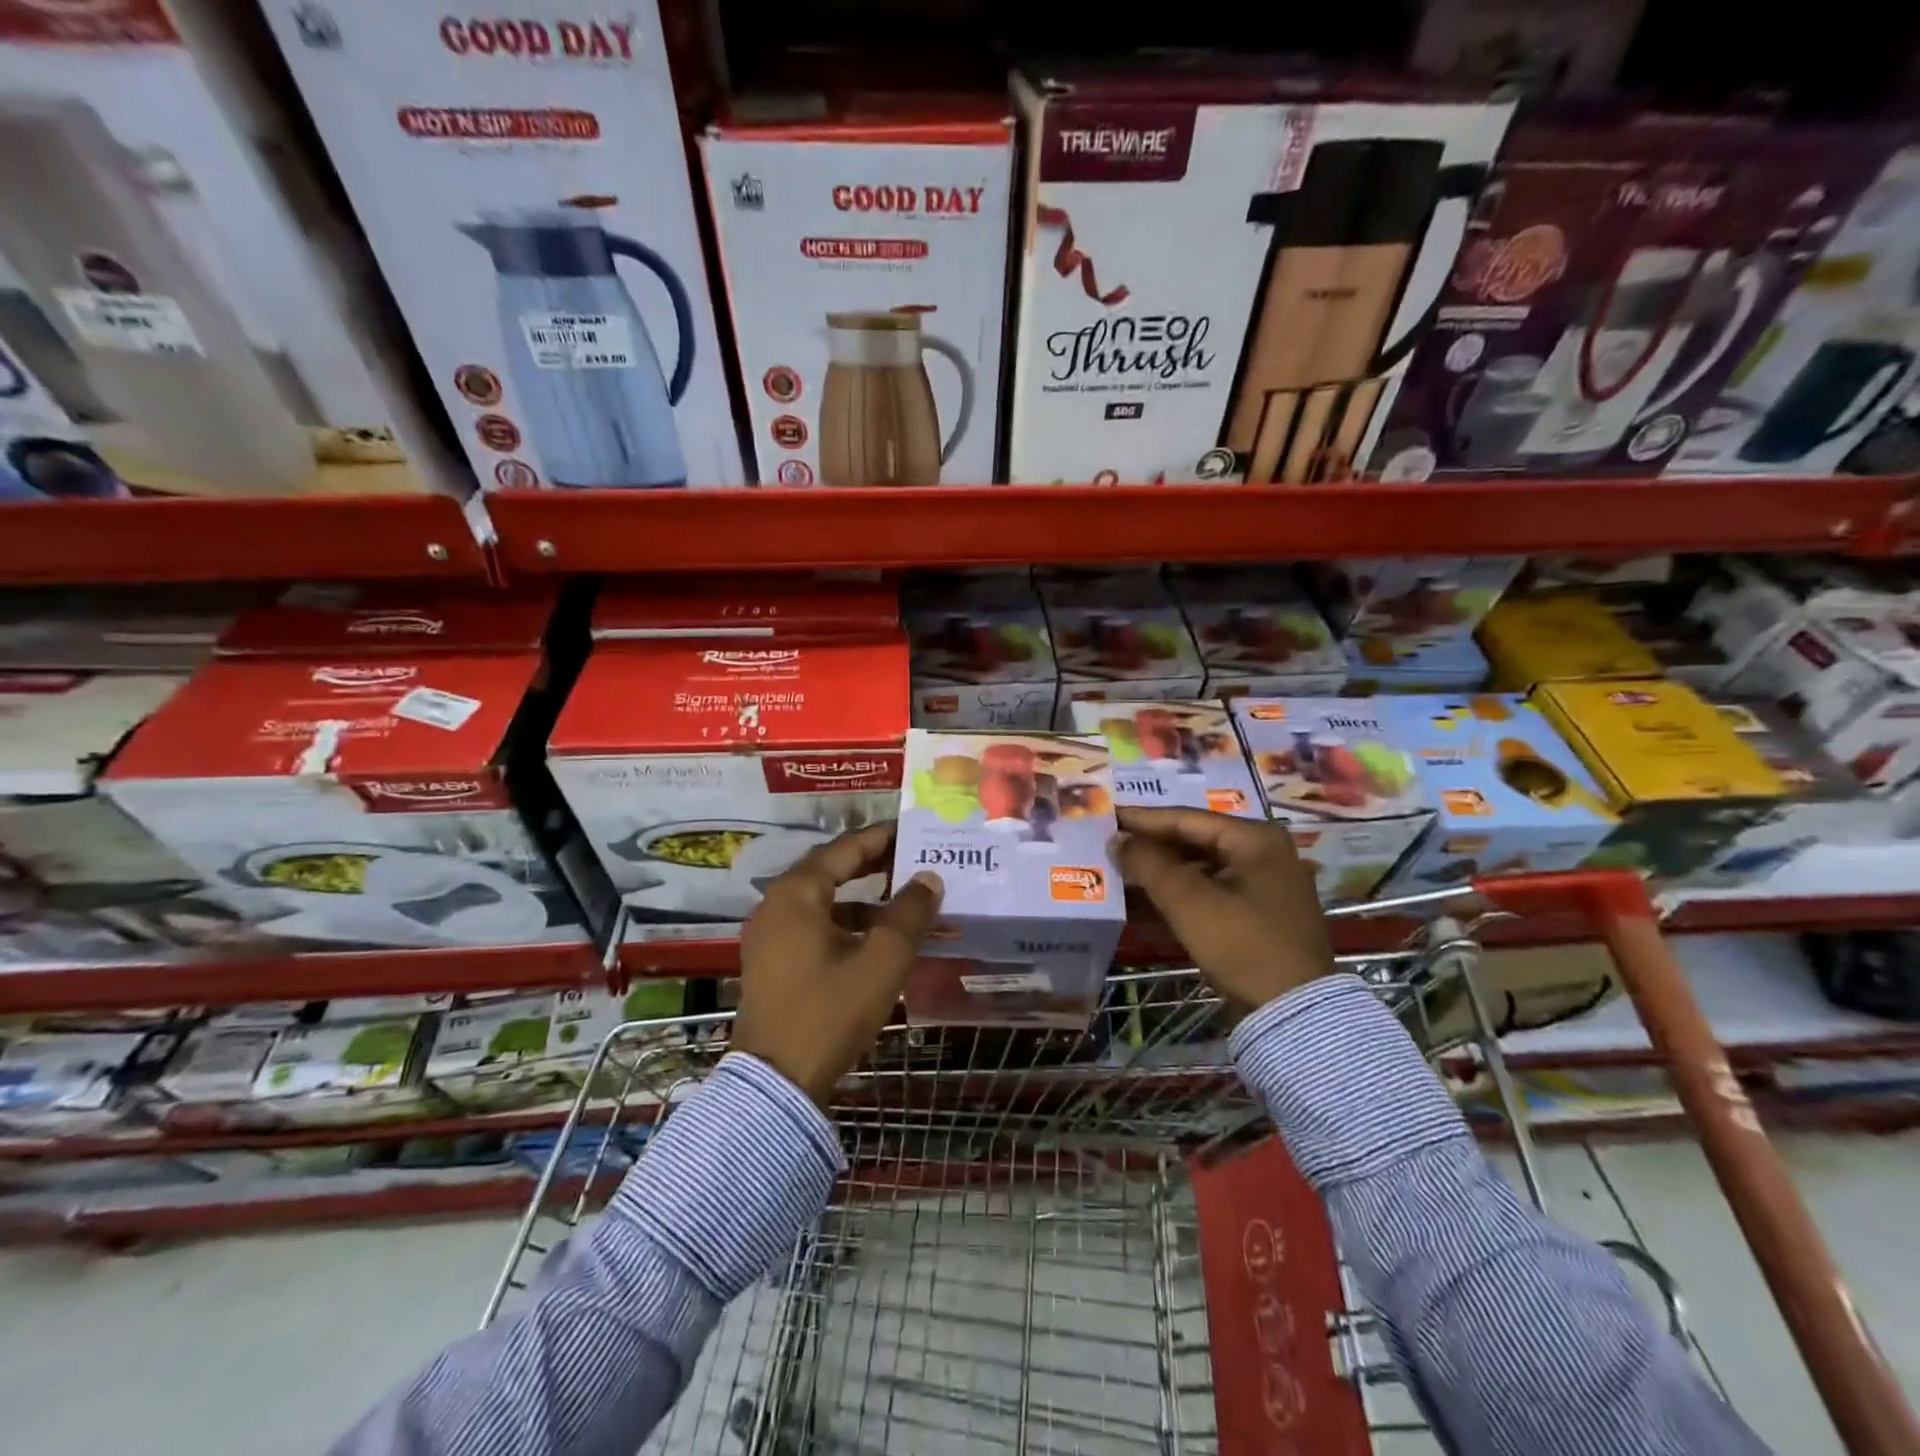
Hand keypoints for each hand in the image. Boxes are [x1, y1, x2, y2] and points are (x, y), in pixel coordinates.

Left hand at [735, 822, 942, 1104]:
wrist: (776, 1083)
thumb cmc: (830, 1011)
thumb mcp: (882, 960)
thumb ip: (909, 913)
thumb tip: (929, 878)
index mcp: (797, 893)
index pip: (845, 848)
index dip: (882, 837)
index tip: (914, 830)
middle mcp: (776, 905)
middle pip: (831, 871)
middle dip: (874, 865)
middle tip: (914, 859)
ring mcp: (769, 936)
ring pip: (823, 902)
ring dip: (863, 899)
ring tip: (904, 901)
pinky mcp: (771, 963)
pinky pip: (814, 927)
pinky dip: (846, 924)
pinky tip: (876, 940)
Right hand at [1109, 807, 1333, 1012]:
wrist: (1293, 1012)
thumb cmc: (1241, 945)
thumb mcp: (1188, 901)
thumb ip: (1149, 864)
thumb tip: (1117, 840)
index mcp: (1256, 838)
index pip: (1187, 819)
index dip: (1143, 819)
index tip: (1107, 815)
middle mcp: (1266, 851)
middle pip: (1196, 839)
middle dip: (1153, 844)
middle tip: (1112, 841)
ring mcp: (1267, 882)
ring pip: (1203, 864)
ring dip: (1164, 868)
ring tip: (1124, 866)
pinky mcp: (1261, 911)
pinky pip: (1213, 887)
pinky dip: (1183, 889)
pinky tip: (1151, 893)